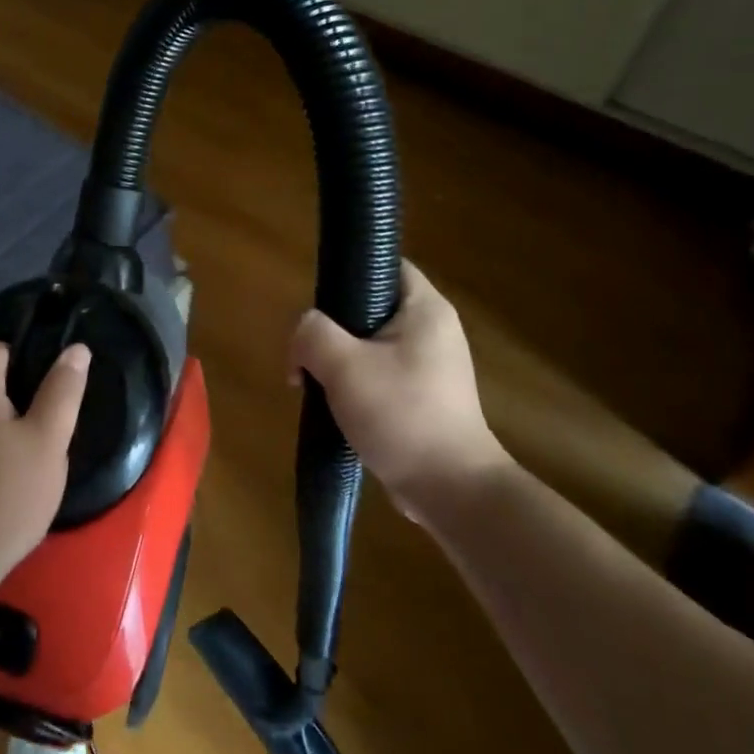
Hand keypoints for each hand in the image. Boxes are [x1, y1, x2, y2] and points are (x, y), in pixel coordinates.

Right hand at [288, 259, 509, 521]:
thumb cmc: (400, 414)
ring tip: (315, 383)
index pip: (384, 264)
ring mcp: (430, 365)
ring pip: (368, 344)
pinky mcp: (423, 396)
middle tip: (308, 352)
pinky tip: (336, 406)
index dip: (347, 272)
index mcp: (425, 308)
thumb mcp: (343, 366)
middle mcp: (433, 330)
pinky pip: (378, 374)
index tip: (317, 301)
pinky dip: (354, 384)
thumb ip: (312, 333)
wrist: (449, 488)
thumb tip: (304, 333)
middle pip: (368, 307)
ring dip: (337, 360)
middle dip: (331, 328)